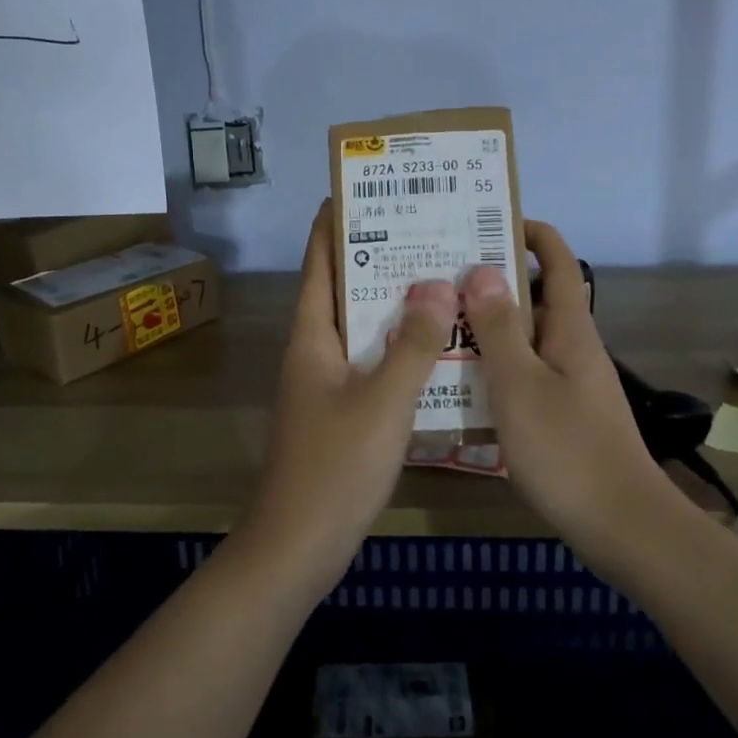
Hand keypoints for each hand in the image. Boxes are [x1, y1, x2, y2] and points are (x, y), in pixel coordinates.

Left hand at [240, 201, 456, 585]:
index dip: (334, 225)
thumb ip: (412, 344)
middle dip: (378, 258)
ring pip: (362, 329)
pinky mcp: (341, 413)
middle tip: (425, 231)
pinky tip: (436, 347)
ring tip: (440, 277)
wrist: (298, 547)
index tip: (360, 190)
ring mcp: (326, 384)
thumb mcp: (381, 402)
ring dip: (394, 304)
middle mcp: (315, 352)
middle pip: (343, 291)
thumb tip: (438, 284)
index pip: (319, 264)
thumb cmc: (334, 467)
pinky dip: (399, 347)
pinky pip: (372, 363)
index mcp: (312, 337)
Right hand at [461, 221, 681, 560]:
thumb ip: (498, 328)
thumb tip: (481, 270)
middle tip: (437, 273)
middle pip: (533, 296)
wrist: (623, 528)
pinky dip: (493, 364)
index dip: (529, 232)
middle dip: (491, 280)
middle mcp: (572, 346)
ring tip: (436, 320)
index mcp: (569, 328)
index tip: (485, 220)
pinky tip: (458, 378)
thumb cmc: (568, 450)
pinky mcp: (560, 412)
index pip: (556, 261)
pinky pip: (523, 371)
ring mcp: (568, 381)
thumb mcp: (520, 384)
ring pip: (524, 337)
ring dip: (486, 325)